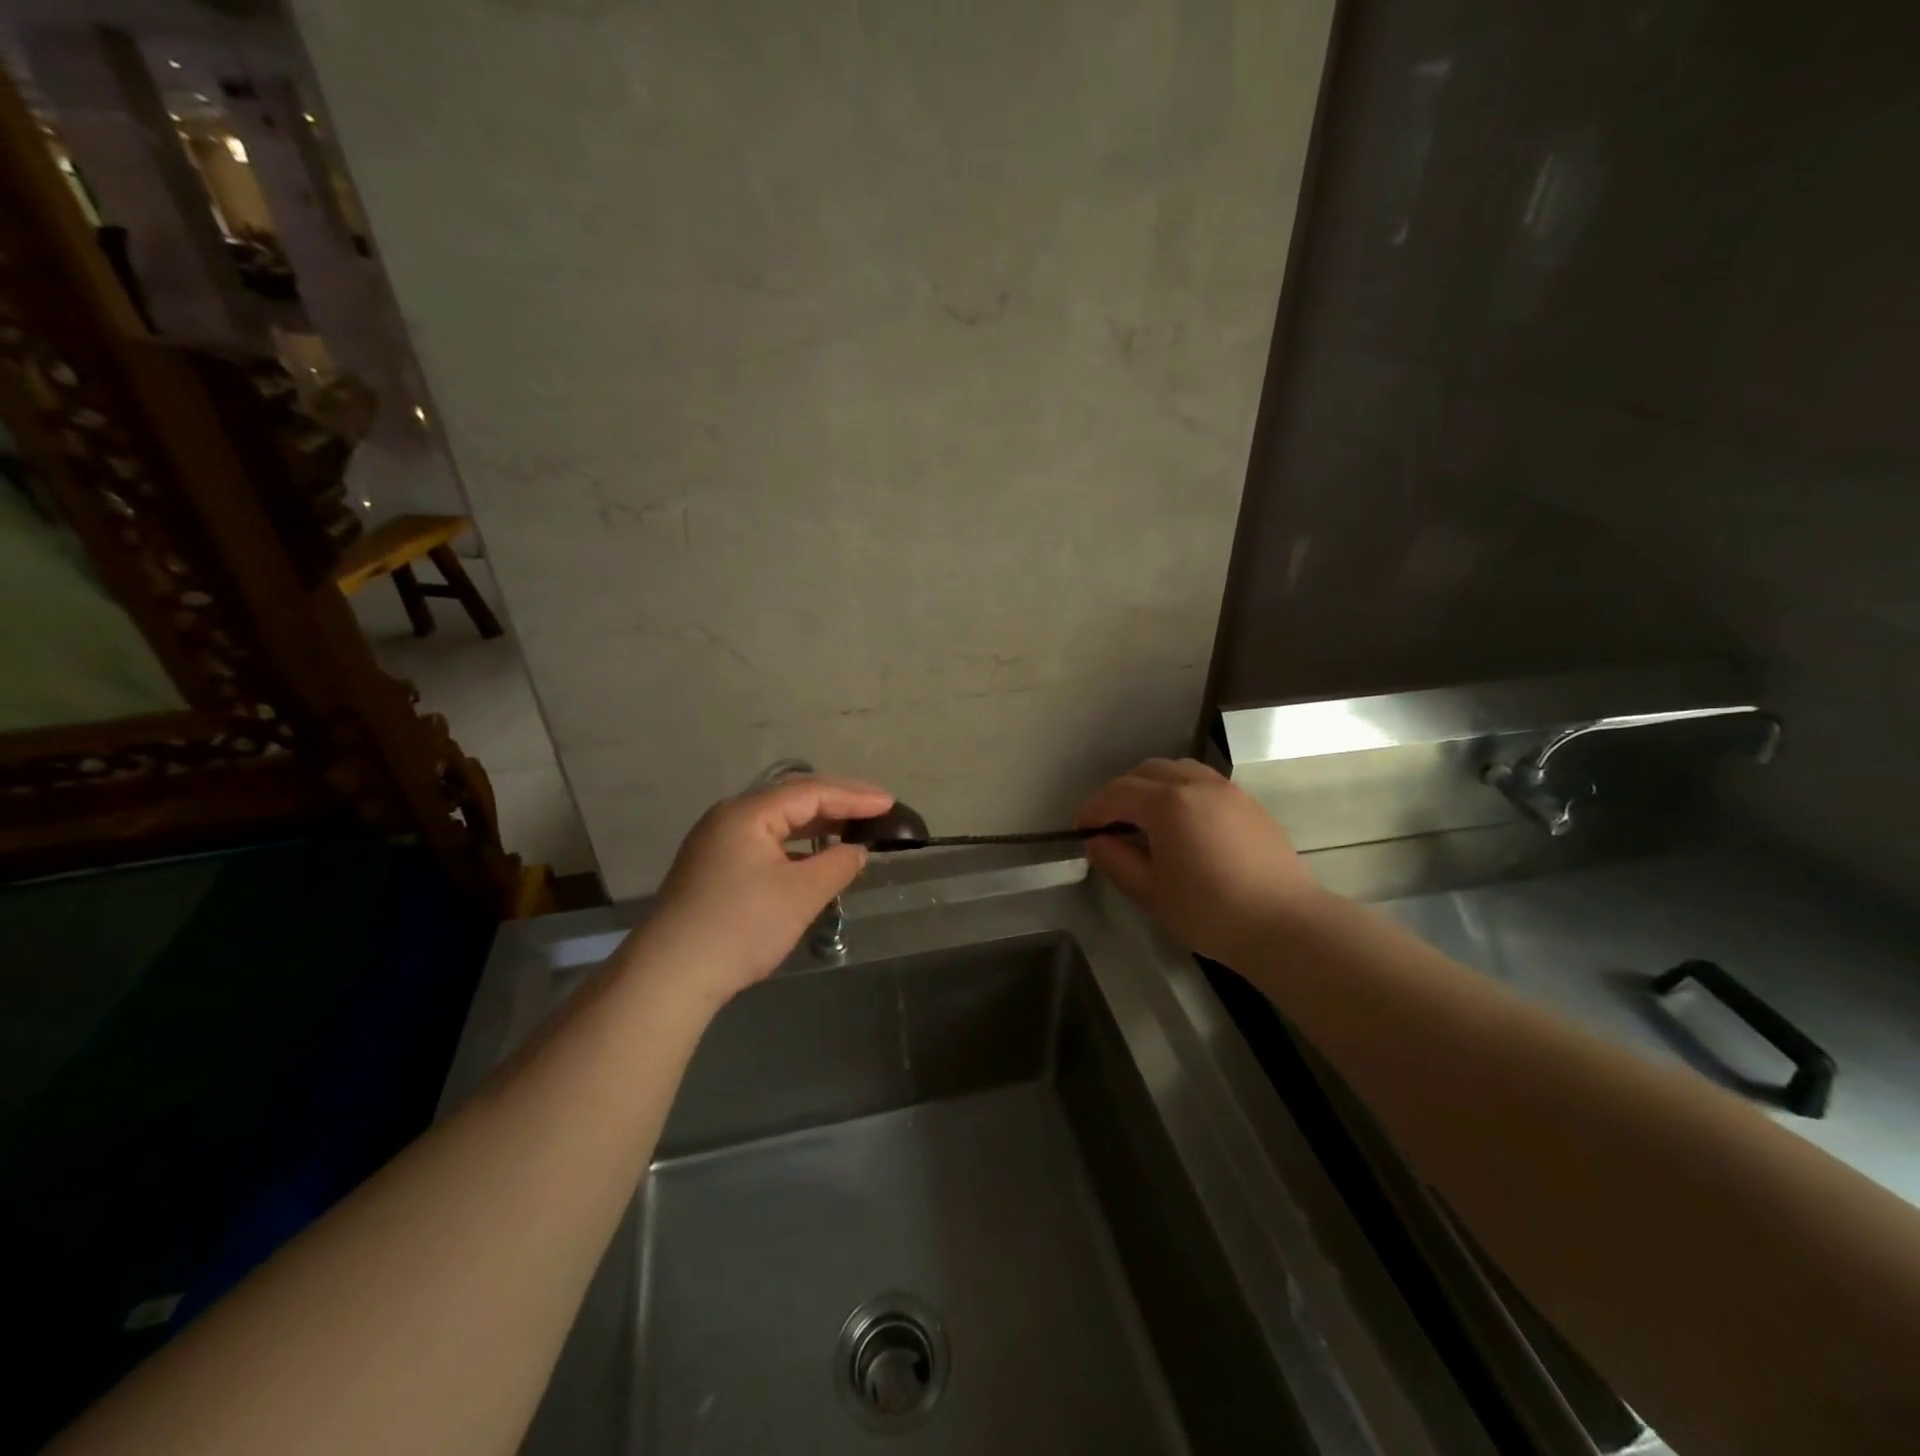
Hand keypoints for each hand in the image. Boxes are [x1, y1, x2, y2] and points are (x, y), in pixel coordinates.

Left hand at [635, 775, 893, 1004]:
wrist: (671, 975)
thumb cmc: (741, 926)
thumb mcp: (800, 894)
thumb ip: (837, 865)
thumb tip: (856, 851)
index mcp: (748, 812)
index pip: (811, 791)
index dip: (854, 796)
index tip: (890, 804)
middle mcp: (729, 817)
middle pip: (792, 798)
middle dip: (837, 802)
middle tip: (877, 809)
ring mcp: (717, 842)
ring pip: (777, 821)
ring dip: (816, 823)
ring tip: (853, 828)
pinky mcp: (714, 868)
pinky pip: (765, 841)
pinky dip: (796, 844)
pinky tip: (813, 857)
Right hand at [1076, 758, 1325, 964]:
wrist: (1285, 924)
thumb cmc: (1210, 912)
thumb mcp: (1151, 893)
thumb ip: (1117, 861)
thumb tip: (1096, 841)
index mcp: (1168, 804)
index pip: (1117, 793)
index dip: (1093, 809)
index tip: (1081, 830)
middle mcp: (1196, 784)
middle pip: (1146, 771)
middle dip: (1121, 792)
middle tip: (1110, 822)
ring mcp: (1227, 790)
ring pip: (1178, 769)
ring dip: (1153, 785)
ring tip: (1146, 817)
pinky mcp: (1249, 803)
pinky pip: (1204, 781)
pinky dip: (1181, 790)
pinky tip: (1183, 823)